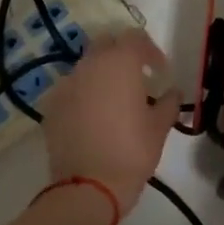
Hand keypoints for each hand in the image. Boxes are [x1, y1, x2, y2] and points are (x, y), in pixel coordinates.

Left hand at [40, 31, 179, 216]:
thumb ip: (169, 102)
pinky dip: (83, 94)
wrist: (88, 187)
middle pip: (106, 44)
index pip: (135, 37)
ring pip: (86, 66)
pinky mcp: (51, 105)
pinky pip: (70, 89)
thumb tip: (172, 92)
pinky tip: (92, 116)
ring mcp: (66, 84)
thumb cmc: (132, 151)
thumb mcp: (160, 127)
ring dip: (101, 74)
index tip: (159, 71)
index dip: (150, 51)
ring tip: (113, 99)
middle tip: (136, 78)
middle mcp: (90, 65)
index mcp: (120, 63)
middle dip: (121, 55)